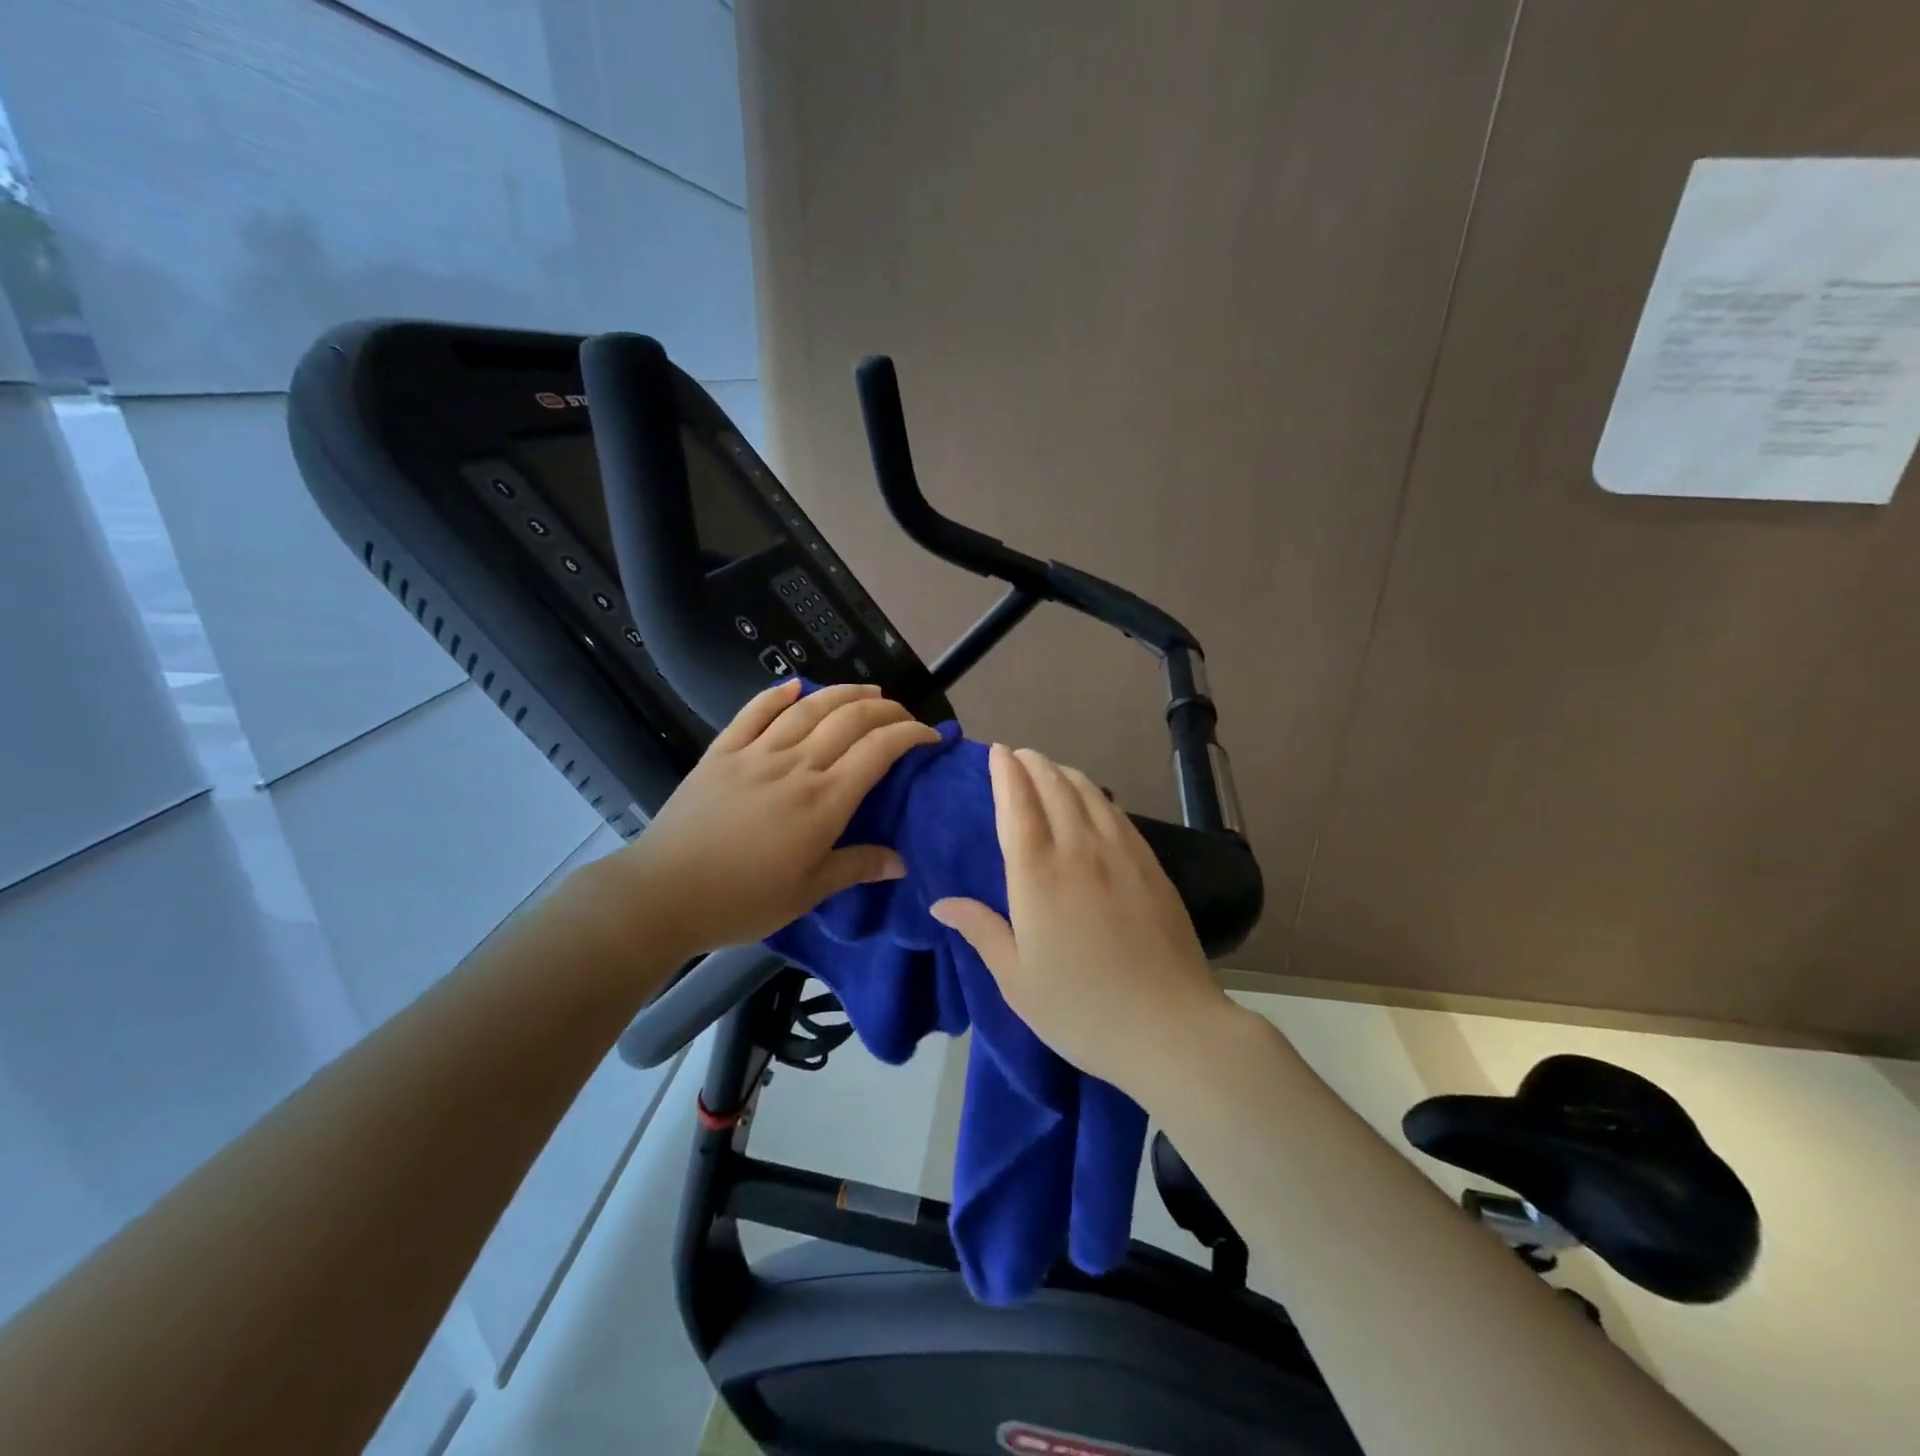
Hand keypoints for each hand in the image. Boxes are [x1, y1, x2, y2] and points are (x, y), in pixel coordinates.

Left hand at [601, 679, 940, 961]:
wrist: (663, 894)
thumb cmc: (742, 900)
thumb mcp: (808, 893)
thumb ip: (856, 867)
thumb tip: (902, 861)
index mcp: (823, 801)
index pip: (878, 751)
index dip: (910, 734)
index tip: (929, 736)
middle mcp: (796, 766)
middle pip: (849, 719)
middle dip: (885, 709)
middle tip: (902, 714)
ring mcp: (756, 754)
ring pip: (808, 708)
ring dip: (843, 693)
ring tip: (866, 691)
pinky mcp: (721, 752)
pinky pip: (753, 713)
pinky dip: (777, 695)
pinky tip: (794, 685)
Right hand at [930, 744, 1237, 1100]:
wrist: (1169, 1027)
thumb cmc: (1081, 1010)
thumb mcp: (1017, 980)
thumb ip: (981, 931)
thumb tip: (942, 903)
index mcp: (1037, 876)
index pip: (1017, 805)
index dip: (1006, 773)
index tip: (998, 752)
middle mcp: (1079, 850)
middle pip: (1055, 788)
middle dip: (1034, 764)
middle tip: (1020, 756)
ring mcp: (1121, 854)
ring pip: (1090, 794)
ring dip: (1065, 773)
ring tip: (1051, 770)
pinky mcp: (1151, 866)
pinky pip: (1118, 813)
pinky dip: (1098, 795)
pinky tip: (1094, 800)